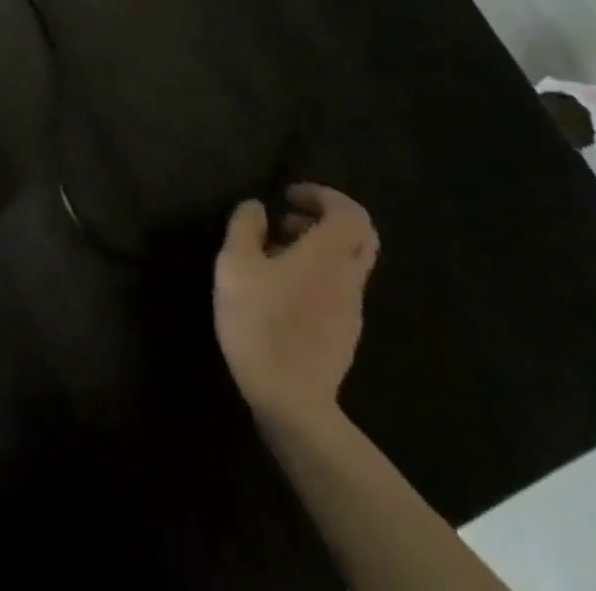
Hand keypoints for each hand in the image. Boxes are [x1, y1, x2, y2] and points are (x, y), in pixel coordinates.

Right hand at [213, 183, 379, 429]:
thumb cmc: (260, 322)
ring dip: (317, 247)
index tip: (289, 196)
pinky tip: (280, 288)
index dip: (323, 195)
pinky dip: (316, 273)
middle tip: (288, 219)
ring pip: (347, 263)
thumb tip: (257, 207)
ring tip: (273, 252)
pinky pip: (338, 287)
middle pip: (360, 236)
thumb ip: (245, 226)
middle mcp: (349, 278)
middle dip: (327, 219)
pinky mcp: (344, 333)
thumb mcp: (235, 264)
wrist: (291, 401)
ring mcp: (351, 309)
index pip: (350, 212)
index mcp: (329, 255)